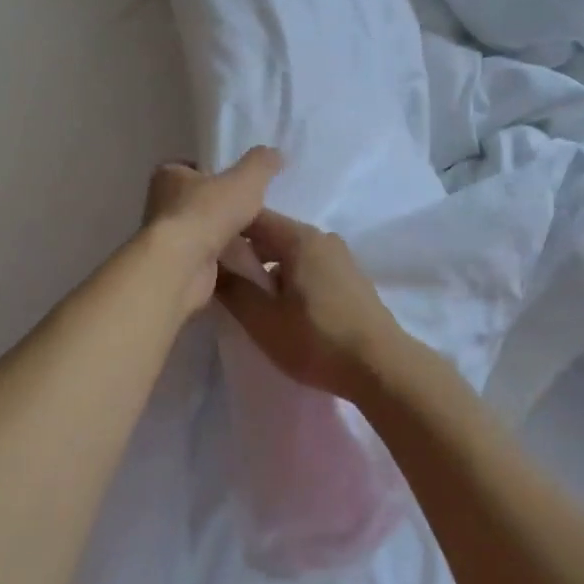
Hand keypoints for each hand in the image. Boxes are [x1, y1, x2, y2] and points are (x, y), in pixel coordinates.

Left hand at [143, 148, 281, 318]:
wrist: (182, 266)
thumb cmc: (207, 213)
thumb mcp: (245, 180)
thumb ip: (261, 164)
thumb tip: (276, 153)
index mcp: (169, 176)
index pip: (193, 169)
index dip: (217, 175)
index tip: (241, 185)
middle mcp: (162, 205)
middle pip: (203, 204)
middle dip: (228, 211)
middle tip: (258, 215)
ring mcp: (169, 239)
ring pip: (207, 234)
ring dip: (231, 240)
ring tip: (263, 244)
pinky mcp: (177, 268)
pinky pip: (209, 261)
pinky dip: (228, 263)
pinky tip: (251, 266)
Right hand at [213, 207, 408, 402]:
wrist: (381, 366)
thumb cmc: (317, 340)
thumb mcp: (263, 320)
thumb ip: (232, 288)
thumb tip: (209, 264)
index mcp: (300, 238)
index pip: (252, 217)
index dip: (224, 229)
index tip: (202, 249)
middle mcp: (322, 237)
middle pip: (272, 233)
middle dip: (245, 252)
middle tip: (218, 278)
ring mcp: (340, 257)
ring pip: (291, 252)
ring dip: (267, 268)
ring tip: (247, 296)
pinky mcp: (350, 278)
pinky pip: (309, 266)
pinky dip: (289, 277)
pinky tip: (281, 305)